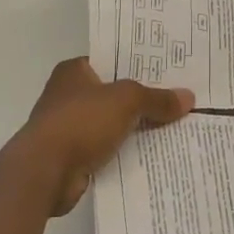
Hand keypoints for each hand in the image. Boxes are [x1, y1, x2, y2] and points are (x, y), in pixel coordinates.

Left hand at [11, 58, 194, 214]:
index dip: (139, 65)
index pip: (112, 61)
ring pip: (113, 124)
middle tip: (179, 99)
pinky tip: (154, 155)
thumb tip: (188, 98)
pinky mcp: (73, 157)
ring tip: (175, 127)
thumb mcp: (126, 101)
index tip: (169, 71)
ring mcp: (69, 128)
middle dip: (143, 99)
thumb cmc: (80, 122)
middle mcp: (69, 95)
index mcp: (74, 71)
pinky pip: (108, 150)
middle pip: (115, 94)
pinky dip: (126, 153)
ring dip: (136, 129)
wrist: (44, 172)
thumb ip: (156, 98)